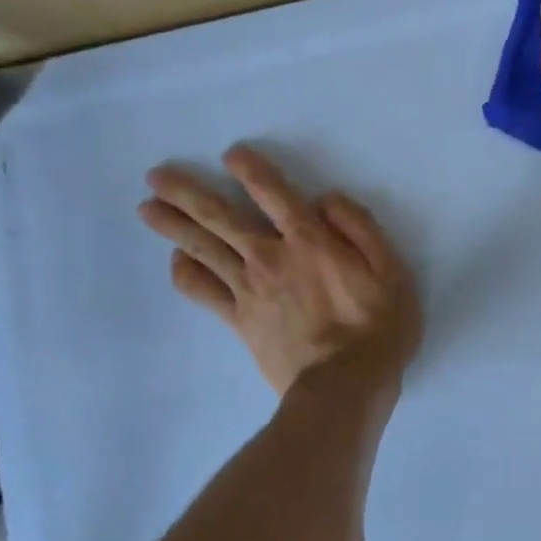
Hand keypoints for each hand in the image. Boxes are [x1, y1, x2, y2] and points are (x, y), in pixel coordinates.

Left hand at [138, 147, 420, 395]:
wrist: (345, 385)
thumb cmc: (379, 328)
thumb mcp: (392, 272)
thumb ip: (361, 229)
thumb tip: (327, 200)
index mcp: (311, 242)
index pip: (274, 194)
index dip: (251, 170)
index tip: (232, 154)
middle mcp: (270, 258)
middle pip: (220, 217)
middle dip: (187, 193)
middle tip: (157, 175)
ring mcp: (248, 290)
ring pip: (202, 248)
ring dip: (173, 224)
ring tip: (148, 207)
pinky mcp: (238, 320)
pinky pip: (201, 290)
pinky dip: (184, 272)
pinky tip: (178, 260)